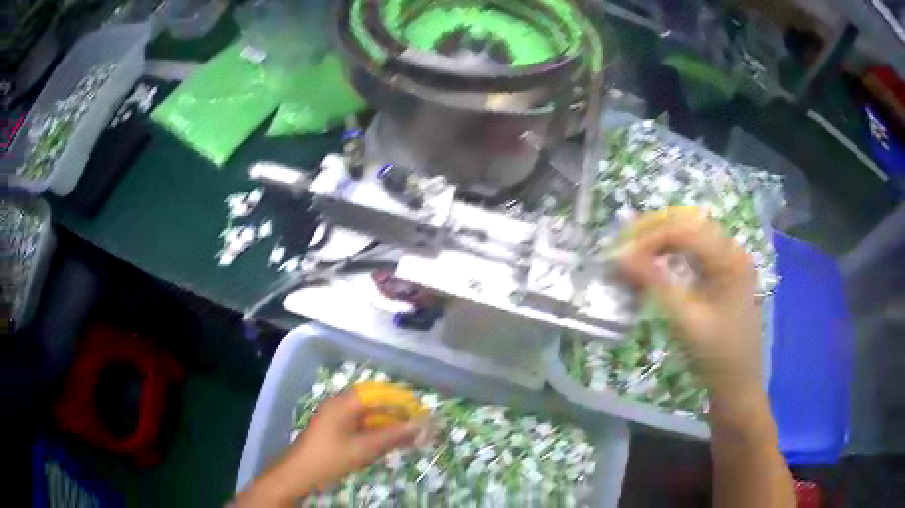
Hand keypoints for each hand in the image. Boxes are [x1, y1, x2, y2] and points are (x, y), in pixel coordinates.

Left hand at [236, 391, 422, 506]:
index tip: (421, 409)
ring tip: (411, 436)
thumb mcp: (363, 449)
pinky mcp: (336, 431)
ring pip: (369, 417)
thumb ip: (392, 436)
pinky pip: (362, 427)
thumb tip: (419, 425)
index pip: (378, 393)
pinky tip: (391, 443)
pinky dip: (377, 434)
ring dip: (389, 425)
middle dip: (398, 414)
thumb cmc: (329, 459)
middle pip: (375, 404)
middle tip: (419, 425)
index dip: (401, 399)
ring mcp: (337, 418)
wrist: (298, 474)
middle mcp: (340, 405)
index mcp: (343, 403)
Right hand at [619, 207, 761, 396]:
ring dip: (662, 242)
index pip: (684, 231)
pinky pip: (696, 253)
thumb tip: (620, 257)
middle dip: (653, 234)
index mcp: (730, 258)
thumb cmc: (716, 357)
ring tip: (634, 255)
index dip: (649, 239)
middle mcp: (733, 251)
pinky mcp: (725, 275)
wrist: (738, 387)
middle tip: (623, 251)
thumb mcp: (685, 320)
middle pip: (688, 226)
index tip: (620, 257)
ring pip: (691, 236)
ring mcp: (731, 262)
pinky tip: (656, 264)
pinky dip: (673, 255)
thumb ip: (654, 283)